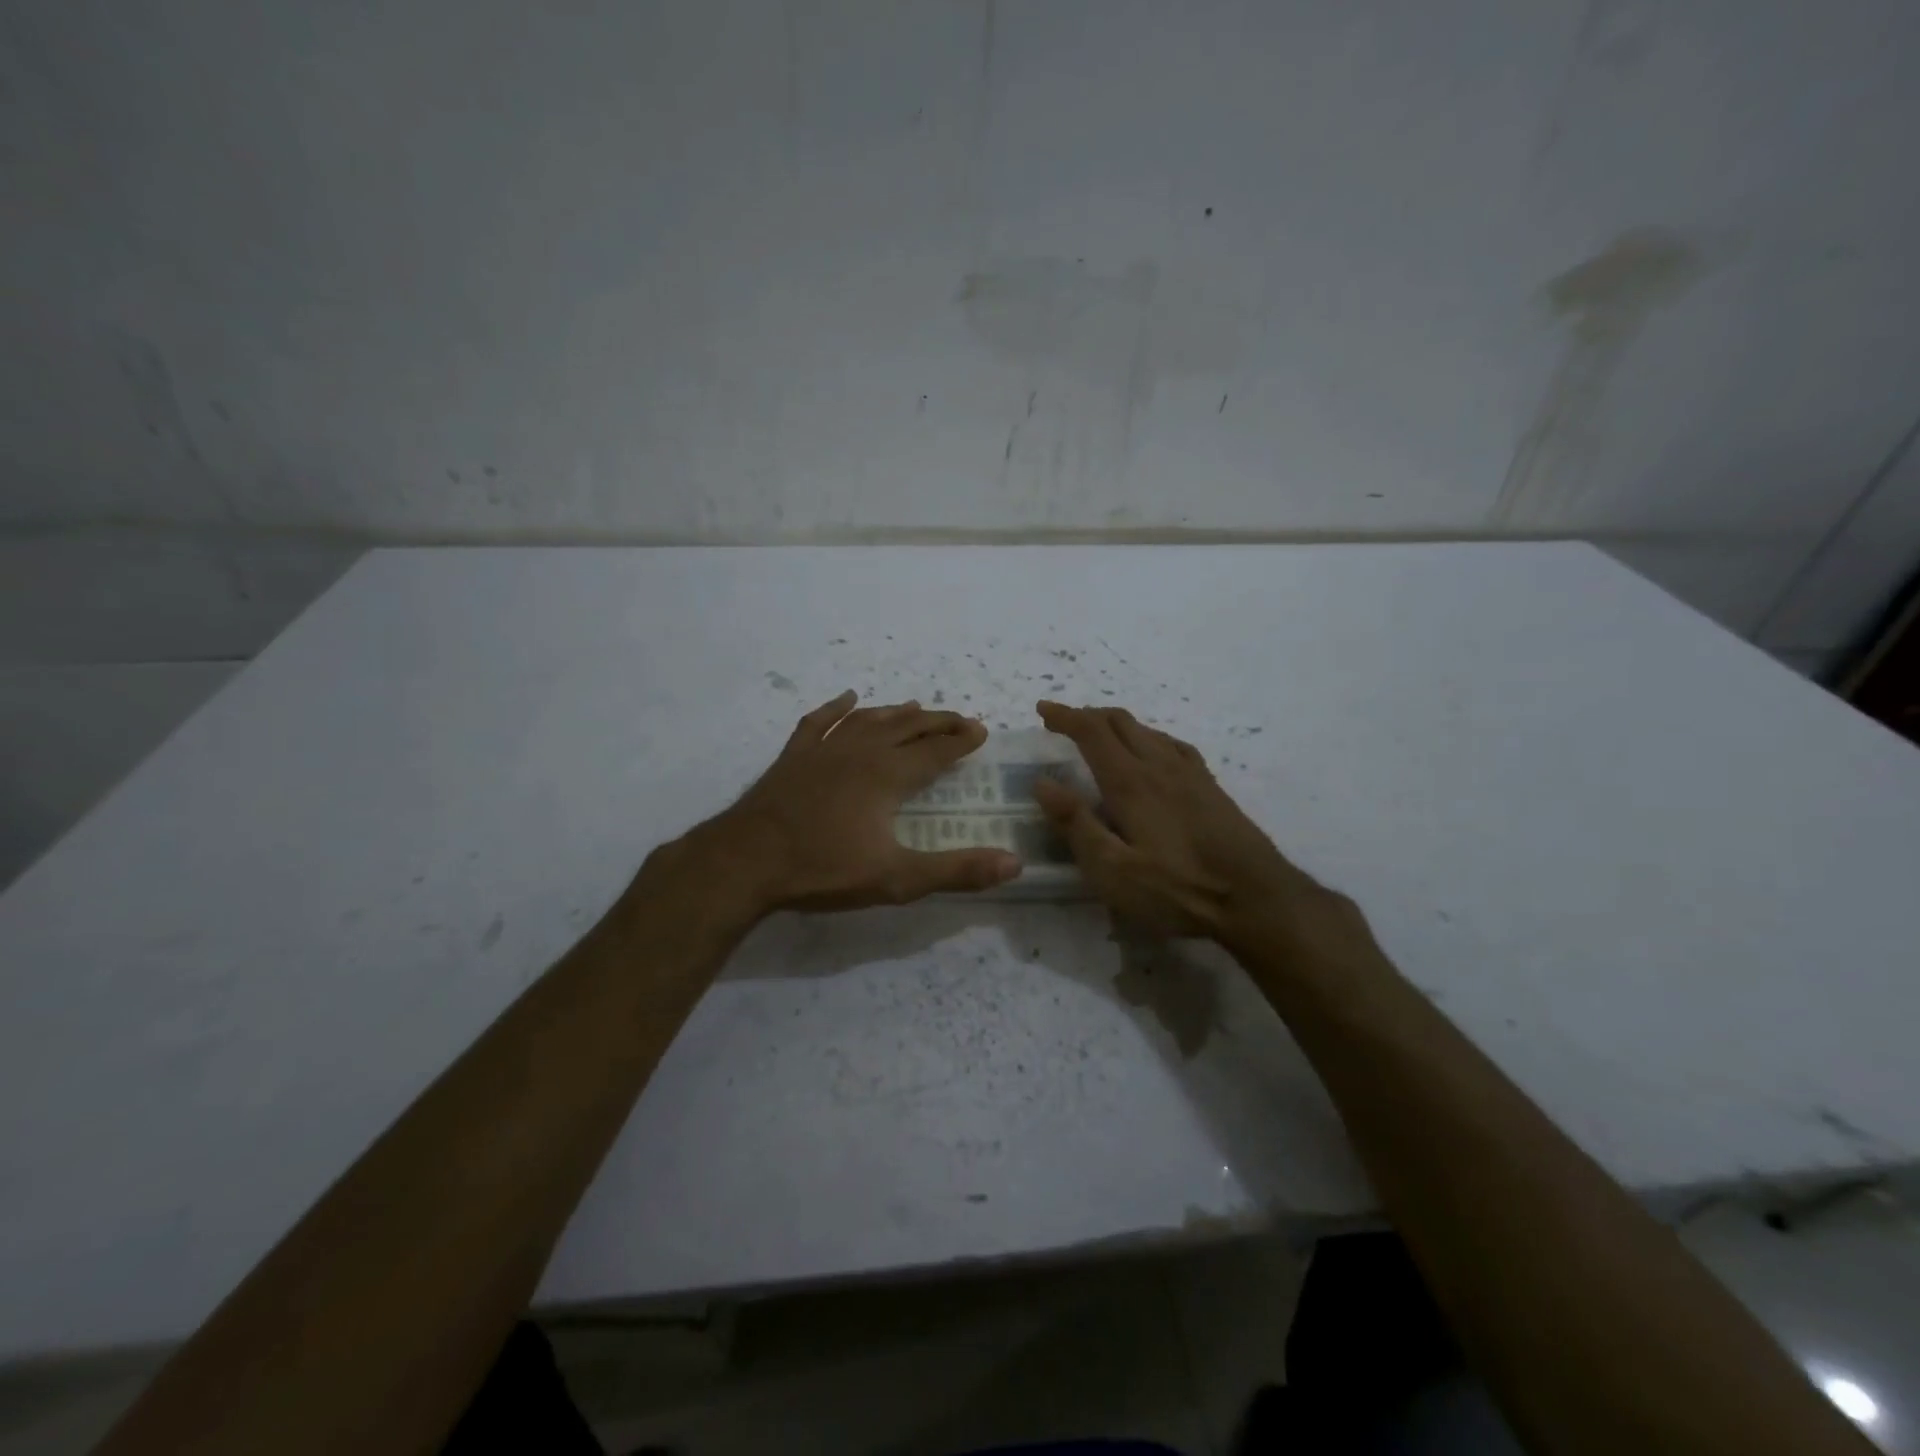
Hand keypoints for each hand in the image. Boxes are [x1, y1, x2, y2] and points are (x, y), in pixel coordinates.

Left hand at [675, 690, 1020, 914]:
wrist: (745, 861)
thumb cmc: (822, 869)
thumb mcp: (896, 878)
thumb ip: (955, 871)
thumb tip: (1014, 864)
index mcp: (887, 775)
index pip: (935, 750)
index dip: (961, 740)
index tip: (981, 731)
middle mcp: (860, 752)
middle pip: (906, 727)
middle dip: (938, 721)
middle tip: (961, 718)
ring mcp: (823, 750)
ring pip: (868, 720)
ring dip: (896, 712)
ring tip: (916, 707)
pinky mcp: (793, 757)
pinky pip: (819, 722)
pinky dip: (836, 708)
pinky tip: (847, 699)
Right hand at [1031, 700, 1311, 940]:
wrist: (1256, 898)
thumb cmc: (1178, 889)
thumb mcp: (1113, 870)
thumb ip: (1076, 825)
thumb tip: (1043, 782)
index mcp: (1131, 782)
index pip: (1092, 732)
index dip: (1065, 716)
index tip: (1042, 710)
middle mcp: (1159, 766)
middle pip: (1120, 722)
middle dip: (1087, 715)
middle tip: (1063, 722)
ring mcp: (1190, 773)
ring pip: (1147, 730)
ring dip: (1116, 724)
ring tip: (1098, 735)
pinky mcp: (1210, 786)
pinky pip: (1172, 744)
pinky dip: (1148, 736)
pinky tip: (1152, 751)